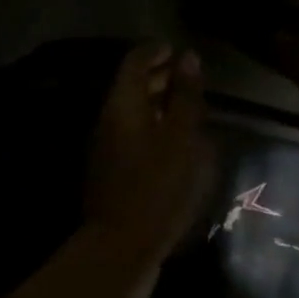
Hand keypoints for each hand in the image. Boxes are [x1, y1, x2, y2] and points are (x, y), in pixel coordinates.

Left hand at [84, 43, 213, 295]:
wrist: (121, 247)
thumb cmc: (157, 187)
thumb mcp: (181, 138)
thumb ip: (185, 96)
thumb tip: (187, 57)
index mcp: (122, 106)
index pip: (134, 62)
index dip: (155, 51)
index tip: (178, 50)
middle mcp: (109, 121)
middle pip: (131, 87)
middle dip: (159, 77)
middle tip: (189, 77)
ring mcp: (108, 149)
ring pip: (133, 114)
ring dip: (158, 104)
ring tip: (189, 108)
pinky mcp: (114, 173)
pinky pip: (135, 137)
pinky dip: (155, 129)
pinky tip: (178, 144)